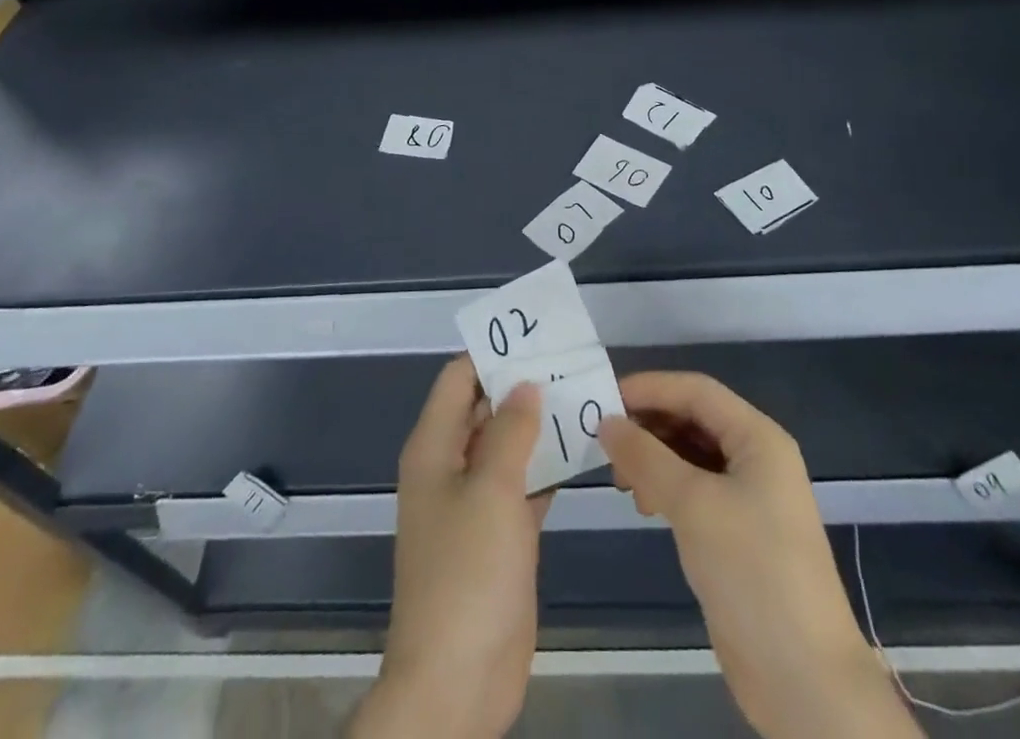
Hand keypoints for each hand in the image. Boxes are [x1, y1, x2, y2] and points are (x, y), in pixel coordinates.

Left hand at [351, 357, 551, 738]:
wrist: (457, 682)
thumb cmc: (467, 573)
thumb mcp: (491, 490)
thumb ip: (511, 431)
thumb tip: (525, 384)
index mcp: (434, 448)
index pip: (458, 379)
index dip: (491, 354)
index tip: (535, 337)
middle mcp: (451, 467)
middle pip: (485, 409)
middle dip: (522, 385)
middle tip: (571, 363)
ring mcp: (476, 503)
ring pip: (508, 447)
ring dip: (540, 425)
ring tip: (585, 395)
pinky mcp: (500, 535)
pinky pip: (524, 485)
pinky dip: (548, 466)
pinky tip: (584, 450)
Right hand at [599, 372, 921, 738]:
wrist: (805, 681)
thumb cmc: (753, 572)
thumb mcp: (693, 505)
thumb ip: (646, 457)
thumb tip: (606, 422)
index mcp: (758, 438)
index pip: (696, 391)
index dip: (650, 388)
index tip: (604, 399)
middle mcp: (756, 459)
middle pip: (694, 420)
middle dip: (650, 426)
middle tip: (606, 446)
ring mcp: (750, 498)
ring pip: (691, 455)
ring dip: (654, 459)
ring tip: (623, 483)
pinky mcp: (738, 534)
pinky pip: (695, 490)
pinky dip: (666, 488)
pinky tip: (645, 505)